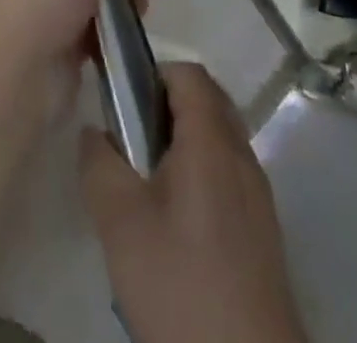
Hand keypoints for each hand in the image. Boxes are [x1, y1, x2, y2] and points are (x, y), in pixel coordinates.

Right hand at [80, 63, 307, 342]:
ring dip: (183, 142)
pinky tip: (174, 221)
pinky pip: (229, 174)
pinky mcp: (263, 231)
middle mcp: (242, 156)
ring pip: (218, 140)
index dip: (153, 74)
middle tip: (130, 137)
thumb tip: (94, 131)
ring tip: (146, 181)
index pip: (188, 73)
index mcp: (212, 141)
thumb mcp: (120, 222)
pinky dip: (201, 174)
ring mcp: (258, 195)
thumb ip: (99, 163)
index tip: (123, 100)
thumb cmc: (180, 283)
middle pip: (207, 102)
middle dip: (166, 106)